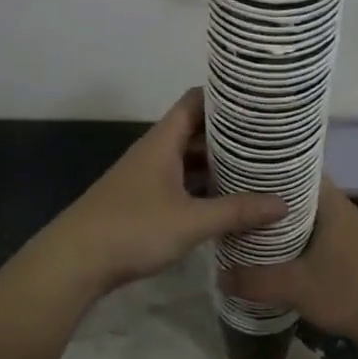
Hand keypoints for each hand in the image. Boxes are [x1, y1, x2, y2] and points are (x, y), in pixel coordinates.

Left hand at [36, 89, 286, 296]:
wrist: (74, 261)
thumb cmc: (132, 228)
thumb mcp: (190, 221)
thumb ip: (236, 211)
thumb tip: (283, 203)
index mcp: (163, 141)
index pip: (196, 101)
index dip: (225, 97)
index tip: (259, 101)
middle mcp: (155, 152)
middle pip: (196, 131)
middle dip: (230, 135)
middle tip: (271, 139)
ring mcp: (147, 177)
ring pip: (188, 160)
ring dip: (217, 164)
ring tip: (259, 168)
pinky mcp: (142, 201)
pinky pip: (180, 184)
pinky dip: (203, 188)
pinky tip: (227, 201)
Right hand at [223, 178, 357, 347]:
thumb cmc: (347, 290)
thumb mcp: (294, 286)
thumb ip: (255, 280)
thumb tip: (220, 276)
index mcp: (334, 205)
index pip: (301, 173)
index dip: (275, 174)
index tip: (249, 179)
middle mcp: (350, 211)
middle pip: (309, 198)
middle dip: (281, 205)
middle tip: (250, 211)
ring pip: (323, 221)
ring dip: (299, 228)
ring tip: (267, 237)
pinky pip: (336, 241)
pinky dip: (316, 246)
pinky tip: (300, 263)